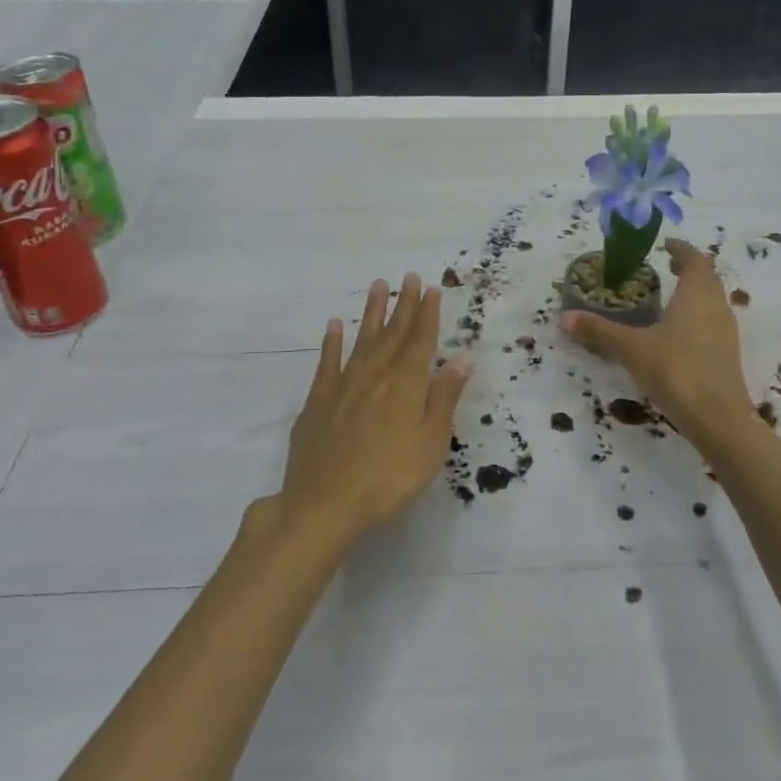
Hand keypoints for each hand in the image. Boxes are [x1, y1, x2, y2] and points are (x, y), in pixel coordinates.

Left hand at [276, 273, 472, 549]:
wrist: (323, 504)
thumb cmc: (389, 479)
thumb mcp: (430, 443)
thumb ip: (444, 397)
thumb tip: (462, 357)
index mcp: (406, 385)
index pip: (421, 340)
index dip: (427, 314)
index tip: (431, 288)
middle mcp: (375, 375)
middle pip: (393, 334)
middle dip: (404, 304)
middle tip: (409, 276)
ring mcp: (343, 386)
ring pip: (362, 340)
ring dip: (372, 313)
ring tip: (378, 286)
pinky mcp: (317, 402)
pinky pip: (327, 362)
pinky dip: (332, 342)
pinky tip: (335, 325)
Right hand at [562, 239, 759, 448]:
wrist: (719, 419)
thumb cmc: (676, 370)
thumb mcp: (632, 349)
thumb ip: (600, 331)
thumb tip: (566, 317)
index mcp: (697, 294)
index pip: (694, 259)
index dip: (680, 249)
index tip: (665, 245)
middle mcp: (717, 306)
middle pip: (707, 278)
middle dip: (688, 269)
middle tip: (664, 268)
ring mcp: (726, 332)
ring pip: (712, 301)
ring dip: (694, 294)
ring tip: (668, 298)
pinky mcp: (727, 355)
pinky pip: (712, 323)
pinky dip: (696, 317)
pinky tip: (677, 334)